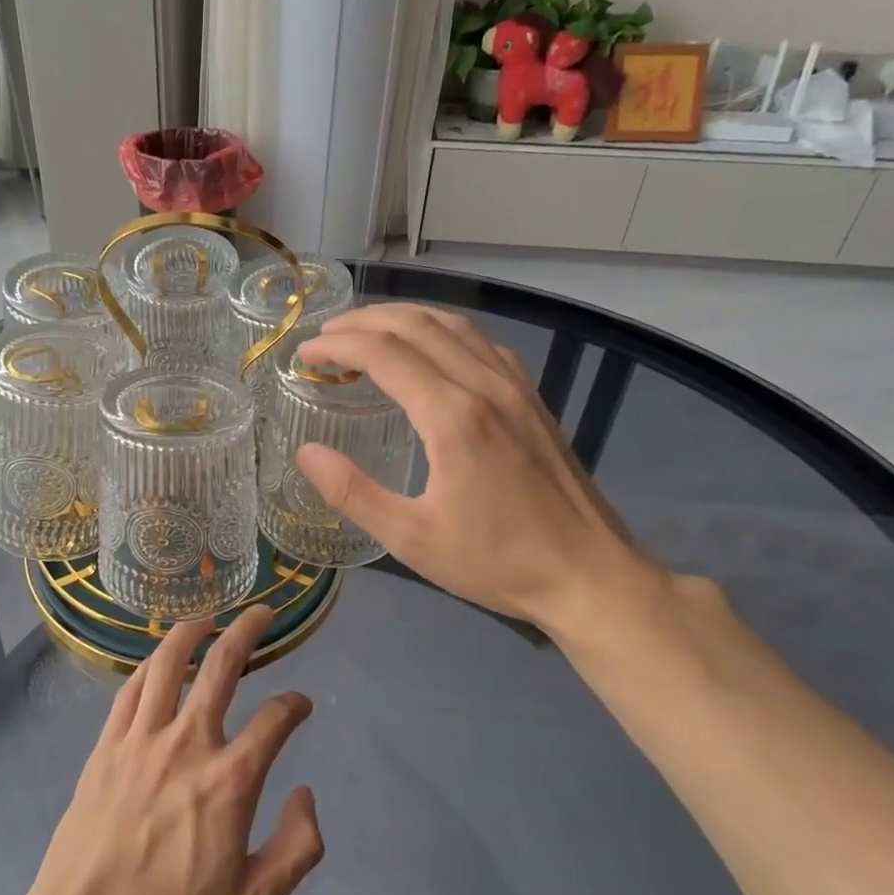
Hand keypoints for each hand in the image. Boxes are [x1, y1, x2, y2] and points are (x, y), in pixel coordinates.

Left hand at [25, 606, 323, 894]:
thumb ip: (296, 849)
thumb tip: (306, 795)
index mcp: (230, 780)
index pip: (275, 719)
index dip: (295, 705)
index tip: (300, 705)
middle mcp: (189, 743)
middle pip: (222, 666)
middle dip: (248, 632)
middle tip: (262, 613)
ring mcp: (142, 739)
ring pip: (168, 664)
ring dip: (192, 633)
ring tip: (208, 617)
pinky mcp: (107, 745)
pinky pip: (130, 690)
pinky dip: (149, 666)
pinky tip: (158, 660)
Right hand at [293, 303, 662, 639]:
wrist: (589, 576)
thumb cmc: (496, 562)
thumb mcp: (412, 538)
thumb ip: (352, 493)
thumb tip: (306, 453)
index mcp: (452, 416)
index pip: (383, 354)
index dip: (337, 347)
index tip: (304, 356)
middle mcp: (485, 386)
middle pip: (416, 326)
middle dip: (363, 322)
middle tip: (325, 338)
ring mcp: (516, 388)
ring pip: (453, 326)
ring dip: (403, 318)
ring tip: (367, 330)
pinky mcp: (533, 400)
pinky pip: (481, 344)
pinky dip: (443, 332)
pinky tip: (431, 350)